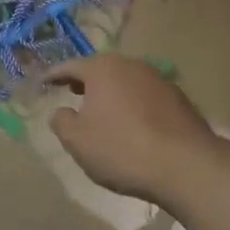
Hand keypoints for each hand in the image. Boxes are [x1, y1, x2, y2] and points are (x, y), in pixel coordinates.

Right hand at [45, 55, 218, 201]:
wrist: (186, 165)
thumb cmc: (122, 149)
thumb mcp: (78, 141)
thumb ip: (61, 122)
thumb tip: (60, 111)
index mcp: (102, 69)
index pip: (70, 66)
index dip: (54, 75)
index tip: (43, 81)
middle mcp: (130, 64)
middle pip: (100, 69)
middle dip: (85, 80)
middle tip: (72, 91)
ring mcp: (157, 78)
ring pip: (125, 80)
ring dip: (112, 92)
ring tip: (103, 109)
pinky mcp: (178, 97)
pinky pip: (146, 95)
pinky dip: (134, 103)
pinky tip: (134, 123)